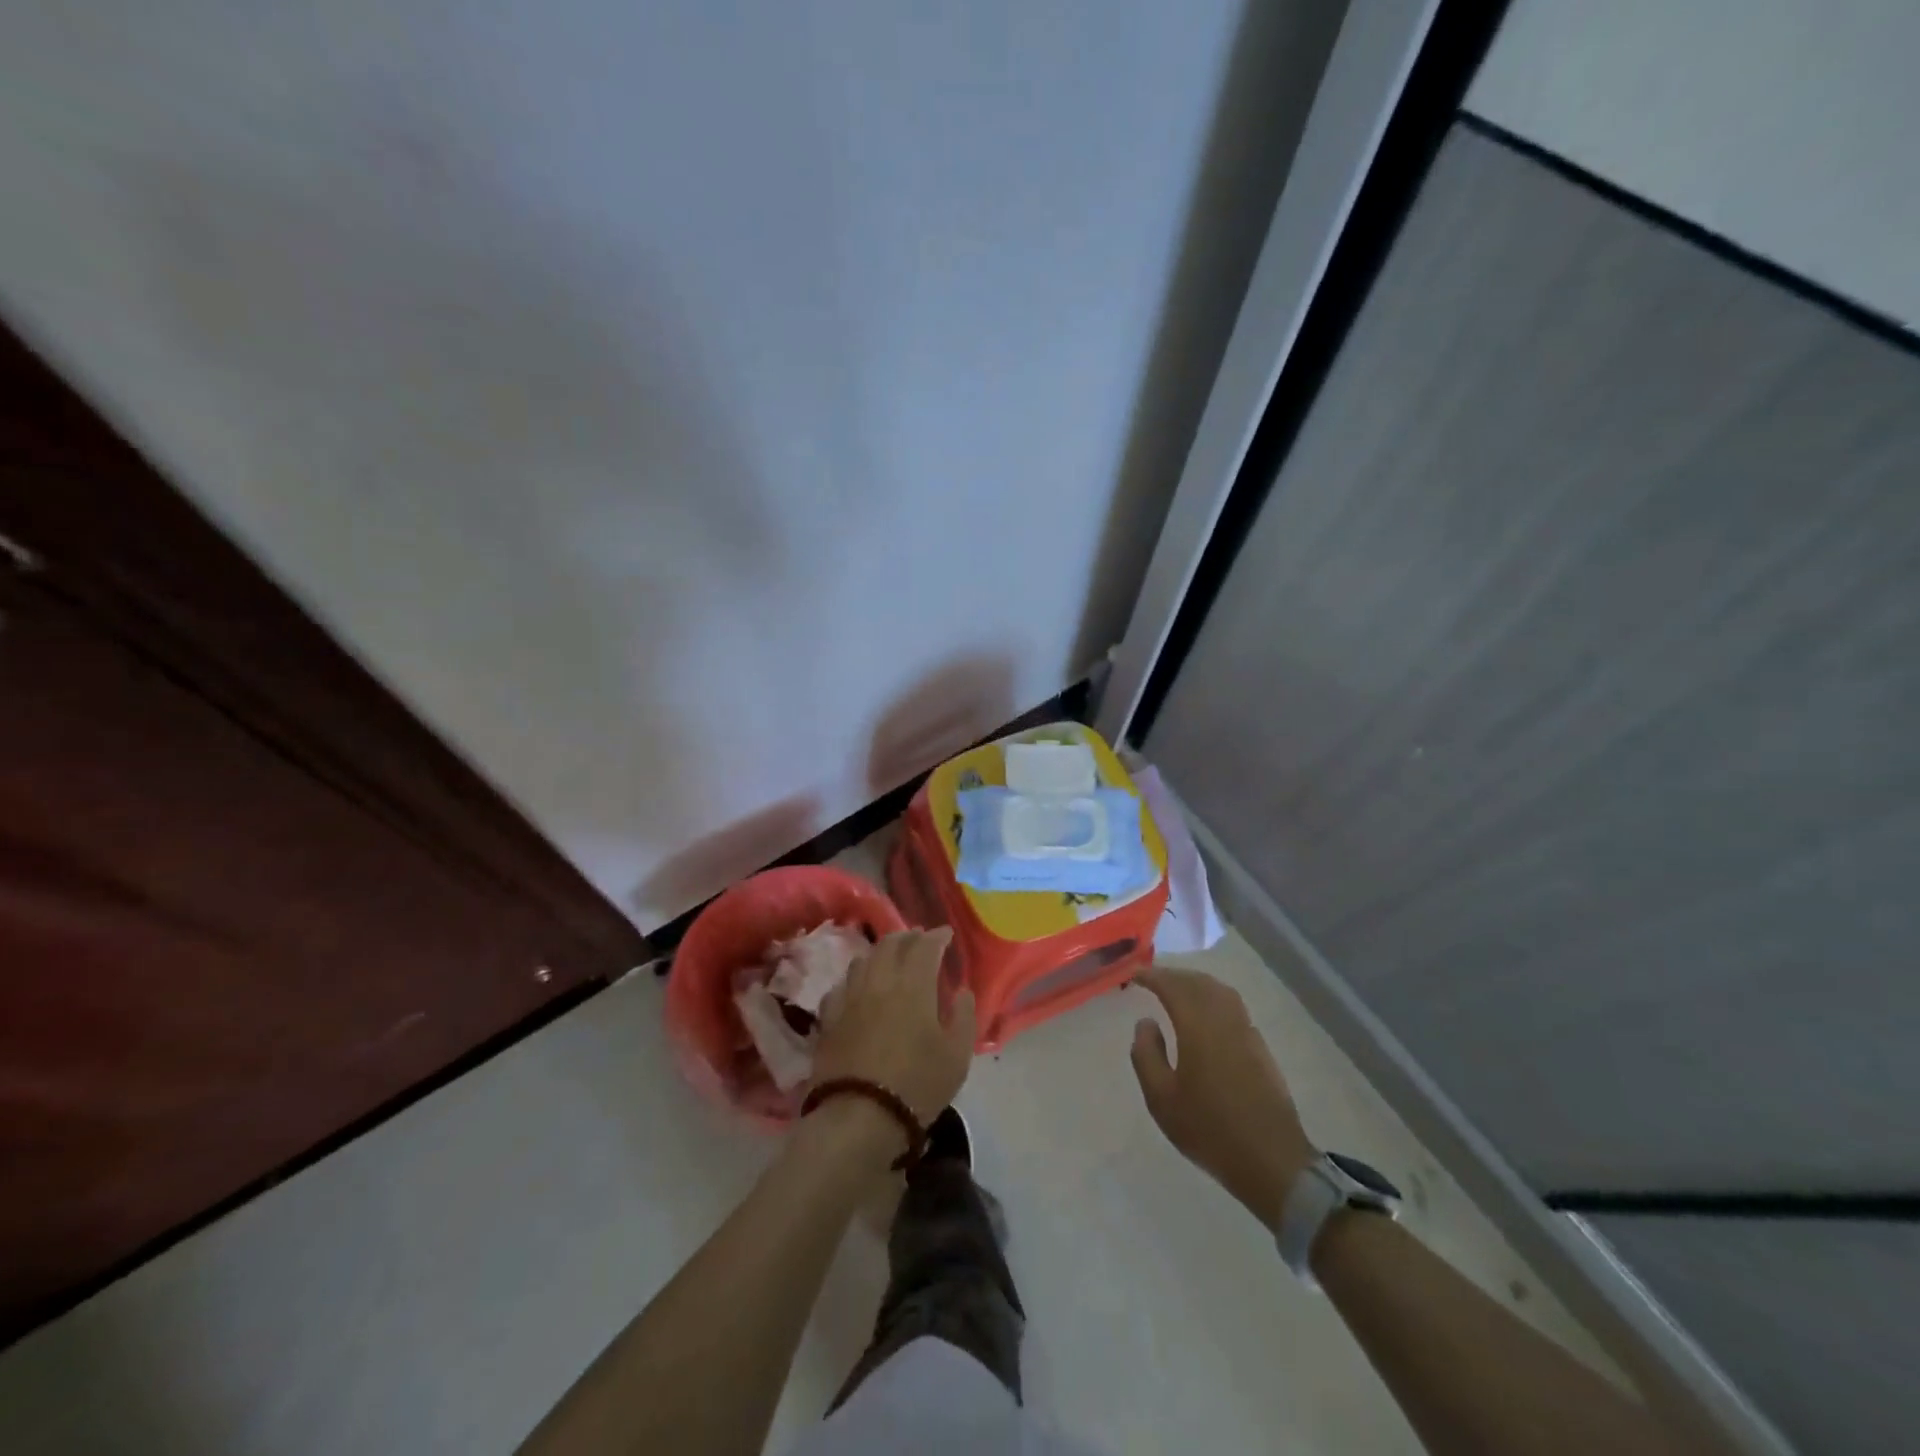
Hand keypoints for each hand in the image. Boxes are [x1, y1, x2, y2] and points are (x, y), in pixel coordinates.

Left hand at [812, 928, 975, 1125]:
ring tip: (890, 958)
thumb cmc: (917, 1084)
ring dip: (880, 952)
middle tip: (919, 940)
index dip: (937, 936)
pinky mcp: (828, 1019)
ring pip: (863, 960)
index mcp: (913, 986)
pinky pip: (842, 986)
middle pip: (890, 945)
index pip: (924, 947)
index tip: (946, 934)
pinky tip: (859, 987)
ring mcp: (849, 999)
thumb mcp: (957, 1056)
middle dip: (907, 937)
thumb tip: (962, 992)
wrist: (858, 1116)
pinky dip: (856, 978)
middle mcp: (879, 982)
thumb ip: (963, 1017)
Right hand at [1130, 967, 1314, 1231]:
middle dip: (1175, 976)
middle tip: (1153, 979)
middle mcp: (1225, 1021)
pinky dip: (1214, 998)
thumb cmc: (1210, 1130)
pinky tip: (1206, 1015)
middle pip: (1200, 983)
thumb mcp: (1162, 1099)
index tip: (1134, 975)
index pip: (1174, 987)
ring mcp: (1247, 1033)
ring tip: (1178, 990)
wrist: (1272, 1161)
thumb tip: (1146, 1022)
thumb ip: (1147, 1055)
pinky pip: (1233, 1007)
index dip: (1153, 976)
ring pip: (1221, 992)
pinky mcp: (1261, 1049)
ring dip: (1197, 983)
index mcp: (1198, 1028)